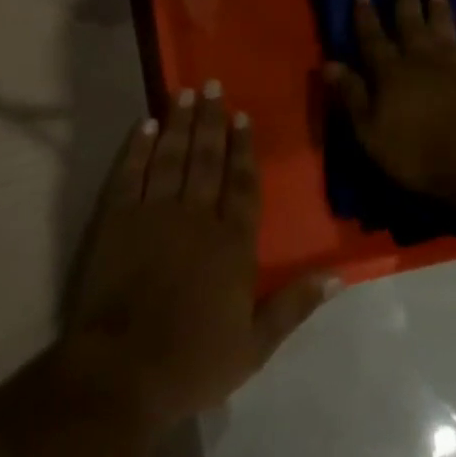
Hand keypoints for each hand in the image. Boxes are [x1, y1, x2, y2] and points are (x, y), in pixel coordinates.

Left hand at [62, 84, 336, 431]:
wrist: (123, 370)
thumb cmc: (193, 362)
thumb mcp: (255, 346)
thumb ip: (294, 305)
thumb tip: (337, 275)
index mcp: (232, 244)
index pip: (242, 184)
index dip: (243, 148)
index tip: (242, 117)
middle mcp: (196, 216)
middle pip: (207, 158)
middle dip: (212, 120)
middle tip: (214, 85)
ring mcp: (154, 212)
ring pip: (172, 156)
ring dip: (180, 122)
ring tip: (186, 92)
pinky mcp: (118, 218)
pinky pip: (131, 172)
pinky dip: (138, 147)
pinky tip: (146, 125)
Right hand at [324, 0, 455, 197]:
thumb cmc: (416, 151)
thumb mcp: (370, 130)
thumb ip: (351, 94)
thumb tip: (328, 64)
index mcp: (390, 71)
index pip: (372, 37)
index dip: (365, 15)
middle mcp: (421, 59)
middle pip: (411, 21)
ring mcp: (454, 67)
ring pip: (444, 28)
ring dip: (439, 6)